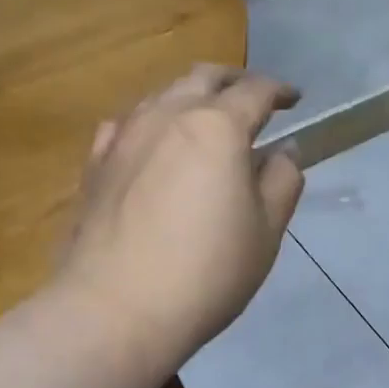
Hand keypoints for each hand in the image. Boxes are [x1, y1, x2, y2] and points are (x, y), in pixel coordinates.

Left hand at [56, 64, 302, 373]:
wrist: (115, 309)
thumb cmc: (206, 272)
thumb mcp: (266, 231)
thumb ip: (282, 181)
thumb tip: (285, 150)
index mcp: (217, 127)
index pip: (255, 91)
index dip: (279, 90)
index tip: (294, 100)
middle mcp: (167, 116)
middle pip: (202, 78)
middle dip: (232, 81)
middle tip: (251, 97)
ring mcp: (124, 136)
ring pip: (161, 95)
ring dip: (189, 97)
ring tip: (204, 119)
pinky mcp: (94, 164)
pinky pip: (126, 124)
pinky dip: (150, 123)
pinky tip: (152, 143)